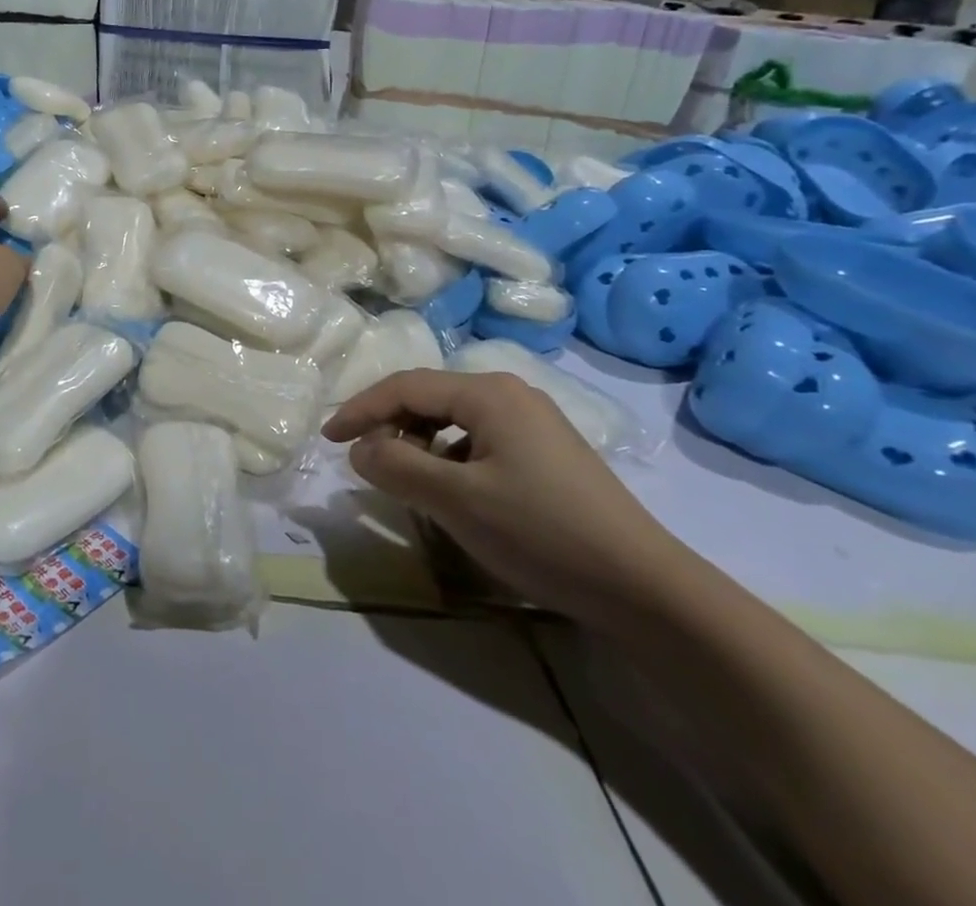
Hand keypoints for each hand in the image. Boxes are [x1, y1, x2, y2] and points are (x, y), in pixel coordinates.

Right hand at [323, 370, 690, 628]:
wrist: (646, 589)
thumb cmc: (541, 532)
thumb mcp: (456, 501)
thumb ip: (397, 467)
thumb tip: (359, 450)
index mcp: (488, 392)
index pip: (405, 387)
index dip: (360, 410)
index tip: (329, 441)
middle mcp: (510, 394)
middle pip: (429, 398)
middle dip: (390, 427)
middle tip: (363, 462)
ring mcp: (533, 422)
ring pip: (453, 421)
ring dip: (419, 445)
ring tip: (405, 481)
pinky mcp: (547, 453)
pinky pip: (479, 441)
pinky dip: (450, 459)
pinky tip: (452, 493)